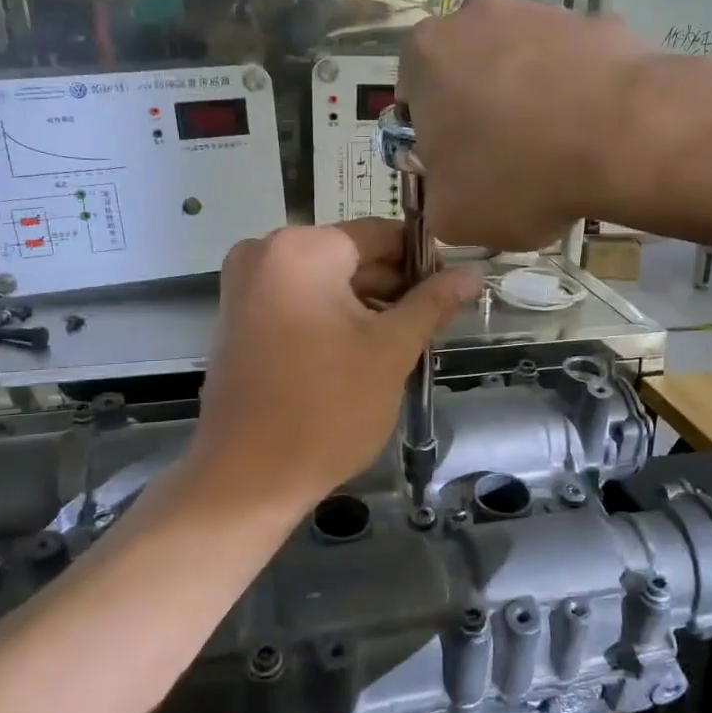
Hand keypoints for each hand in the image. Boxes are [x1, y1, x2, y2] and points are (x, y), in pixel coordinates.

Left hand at [190, 222, 482, 507]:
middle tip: (433, 323)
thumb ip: (433, 303)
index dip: (423, 260)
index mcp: (302, 249)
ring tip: (404, 343)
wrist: (248, 478)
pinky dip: (332, 319)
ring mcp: (244, 287)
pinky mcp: (238, 319)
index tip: (452, 289)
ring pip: (325, 282)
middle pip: (350, 257)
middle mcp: (264, 253)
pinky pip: (298, 302)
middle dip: (394, 288)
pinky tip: (362, 353)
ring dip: (366, 307)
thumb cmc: (328, 408)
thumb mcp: (391, 350)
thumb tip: (473, 272)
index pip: (380, 234)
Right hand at [398, 0, 655, 248]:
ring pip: (522, 64)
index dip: (436, 139)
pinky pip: (573, 64)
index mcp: (426, 53)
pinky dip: (577, 92)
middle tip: (508, 161)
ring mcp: (542, 11)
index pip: (415, 99)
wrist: (625, 137)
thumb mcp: (451, 216)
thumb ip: (437, 197)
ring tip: (559, 150)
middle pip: (469, 74)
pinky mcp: (596, 20)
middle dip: (482, 112)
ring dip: (530, 99)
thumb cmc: (518, 176)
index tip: (462, 169)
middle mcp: (477, 15)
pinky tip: (594, 132)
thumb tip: (453, 190)